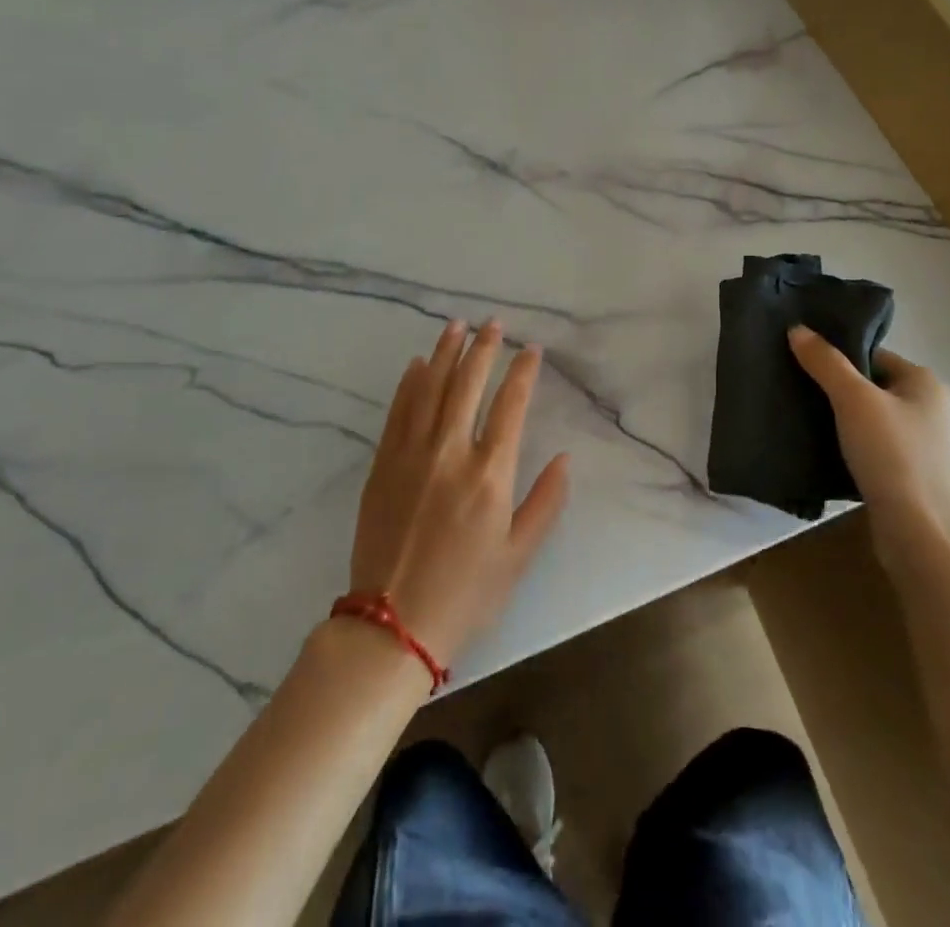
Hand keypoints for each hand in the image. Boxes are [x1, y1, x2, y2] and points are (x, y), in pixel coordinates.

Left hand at [349, 319, 570, 669]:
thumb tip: (566, 459)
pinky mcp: (383, 465)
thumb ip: (546, 502)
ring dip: (444, 353)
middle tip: (492, 323)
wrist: (391, 625)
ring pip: (430, 389)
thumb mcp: (519, 556)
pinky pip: (398, 412)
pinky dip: (409, 383)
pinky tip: (417, 364)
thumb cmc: (465, 594)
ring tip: (456, 326)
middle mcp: (450, 452)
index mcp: (490, 474)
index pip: (510, 405)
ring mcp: (411, 455)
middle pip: (467, 385)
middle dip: (483, 348)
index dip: (523, 372)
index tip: (531, 349)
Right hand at [787, 325, 949, 565]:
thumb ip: (825, 362)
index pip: (872, 353)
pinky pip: (870, 447)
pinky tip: (818, 448)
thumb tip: (797, 328)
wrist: (921, 536)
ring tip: (799, 415)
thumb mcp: (854, 400)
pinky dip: (846, 445)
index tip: (800, 360)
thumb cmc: (893, 456)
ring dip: (838, 418)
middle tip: (794, 386)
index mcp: (924, 381)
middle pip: (869, 384)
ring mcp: (920, 444)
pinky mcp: (907, 474)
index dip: (837, 355)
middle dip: (834, 387)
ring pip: (868, 418)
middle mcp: (928, 408)